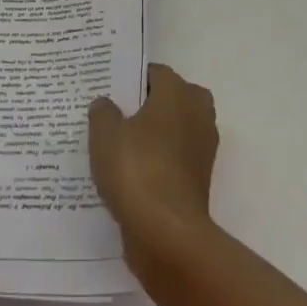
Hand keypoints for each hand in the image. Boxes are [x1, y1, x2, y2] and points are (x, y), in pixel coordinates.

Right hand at [89, 63, 218, 259]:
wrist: (167, 232)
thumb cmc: (136, 169)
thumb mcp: (105, 135)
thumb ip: (103, 112)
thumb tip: (106, 103)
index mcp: (178, 93)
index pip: (156, 73)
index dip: (133, 79)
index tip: (110, 90)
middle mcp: (197, 113)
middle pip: (172, 98)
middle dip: (148, 104)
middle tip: (116, 115)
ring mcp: (202, 147)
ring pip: (175, 129)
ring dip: (155, 134)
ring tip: (118, 145)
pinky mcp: (200, 178)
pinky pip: (176, 158)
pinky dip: (159, 161)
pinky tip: (130, 173)